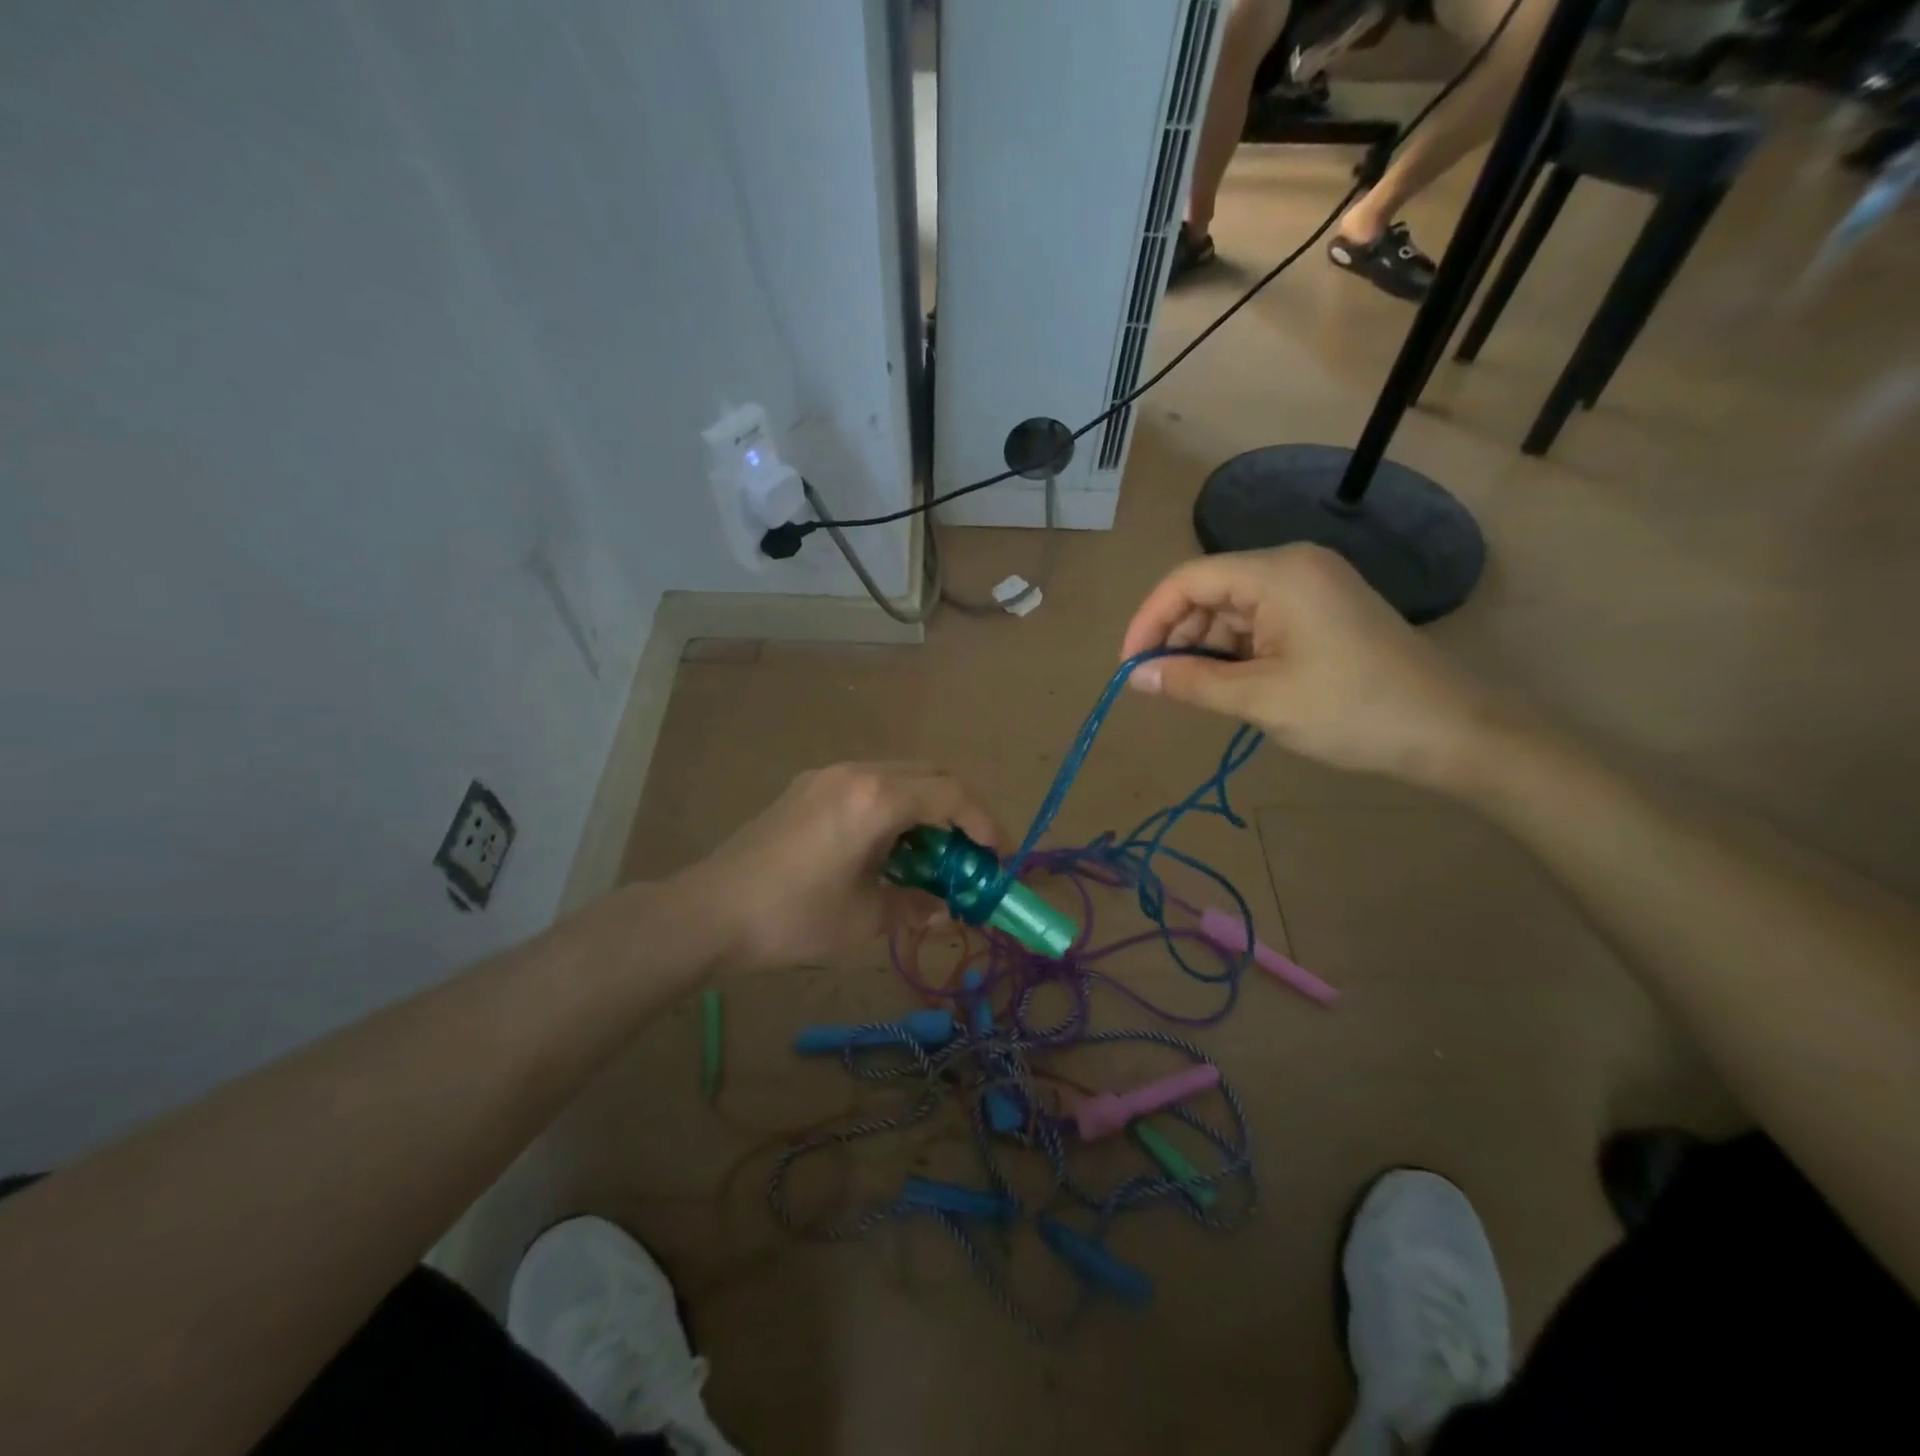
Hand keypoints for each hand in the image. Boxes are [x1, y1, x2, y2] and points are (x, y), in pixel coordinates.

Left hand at [673, 763, 1002, 973]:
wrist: (710, 911)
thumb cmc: (794, 917)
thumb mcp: (865, 919)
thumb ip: (915, 907)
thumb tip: (943, 908)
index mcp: (877, 799)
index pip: (952, 795)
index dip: (984, 823)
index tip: (998, 856)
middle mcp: (856, 773)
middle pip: (930, 774)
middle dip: (960, 810)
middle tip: (970, 853)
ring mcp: (827, 776)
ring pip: (899, 775)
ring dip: (926, 807)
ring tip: (931, 854)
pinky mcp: (806, 788)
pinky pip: (868, 784)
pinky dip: (894, 807)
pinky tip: (886, 846)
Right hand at [1119, 545, 1498, 789]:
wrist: (1450, 731)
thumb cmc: (1350, 710)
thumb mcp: (1259, 699)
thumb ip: (1190, 683)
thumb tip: (1134, 678)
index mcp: (1277, 573)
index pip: (1188, 580)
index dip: (1149, 620)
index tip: (1130, 667)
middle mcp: (1292, 566)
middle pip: (1209, 591)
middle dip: (1177, 636)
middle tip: (1159, 685)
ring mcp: (1311, 587)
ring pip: (1232, 608)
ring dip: (1204, 647)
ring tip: (1192, 691)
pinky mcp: (1322, 612)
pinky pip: (1260, 621)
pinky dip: (1235, 651)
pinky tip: (1226, 684)